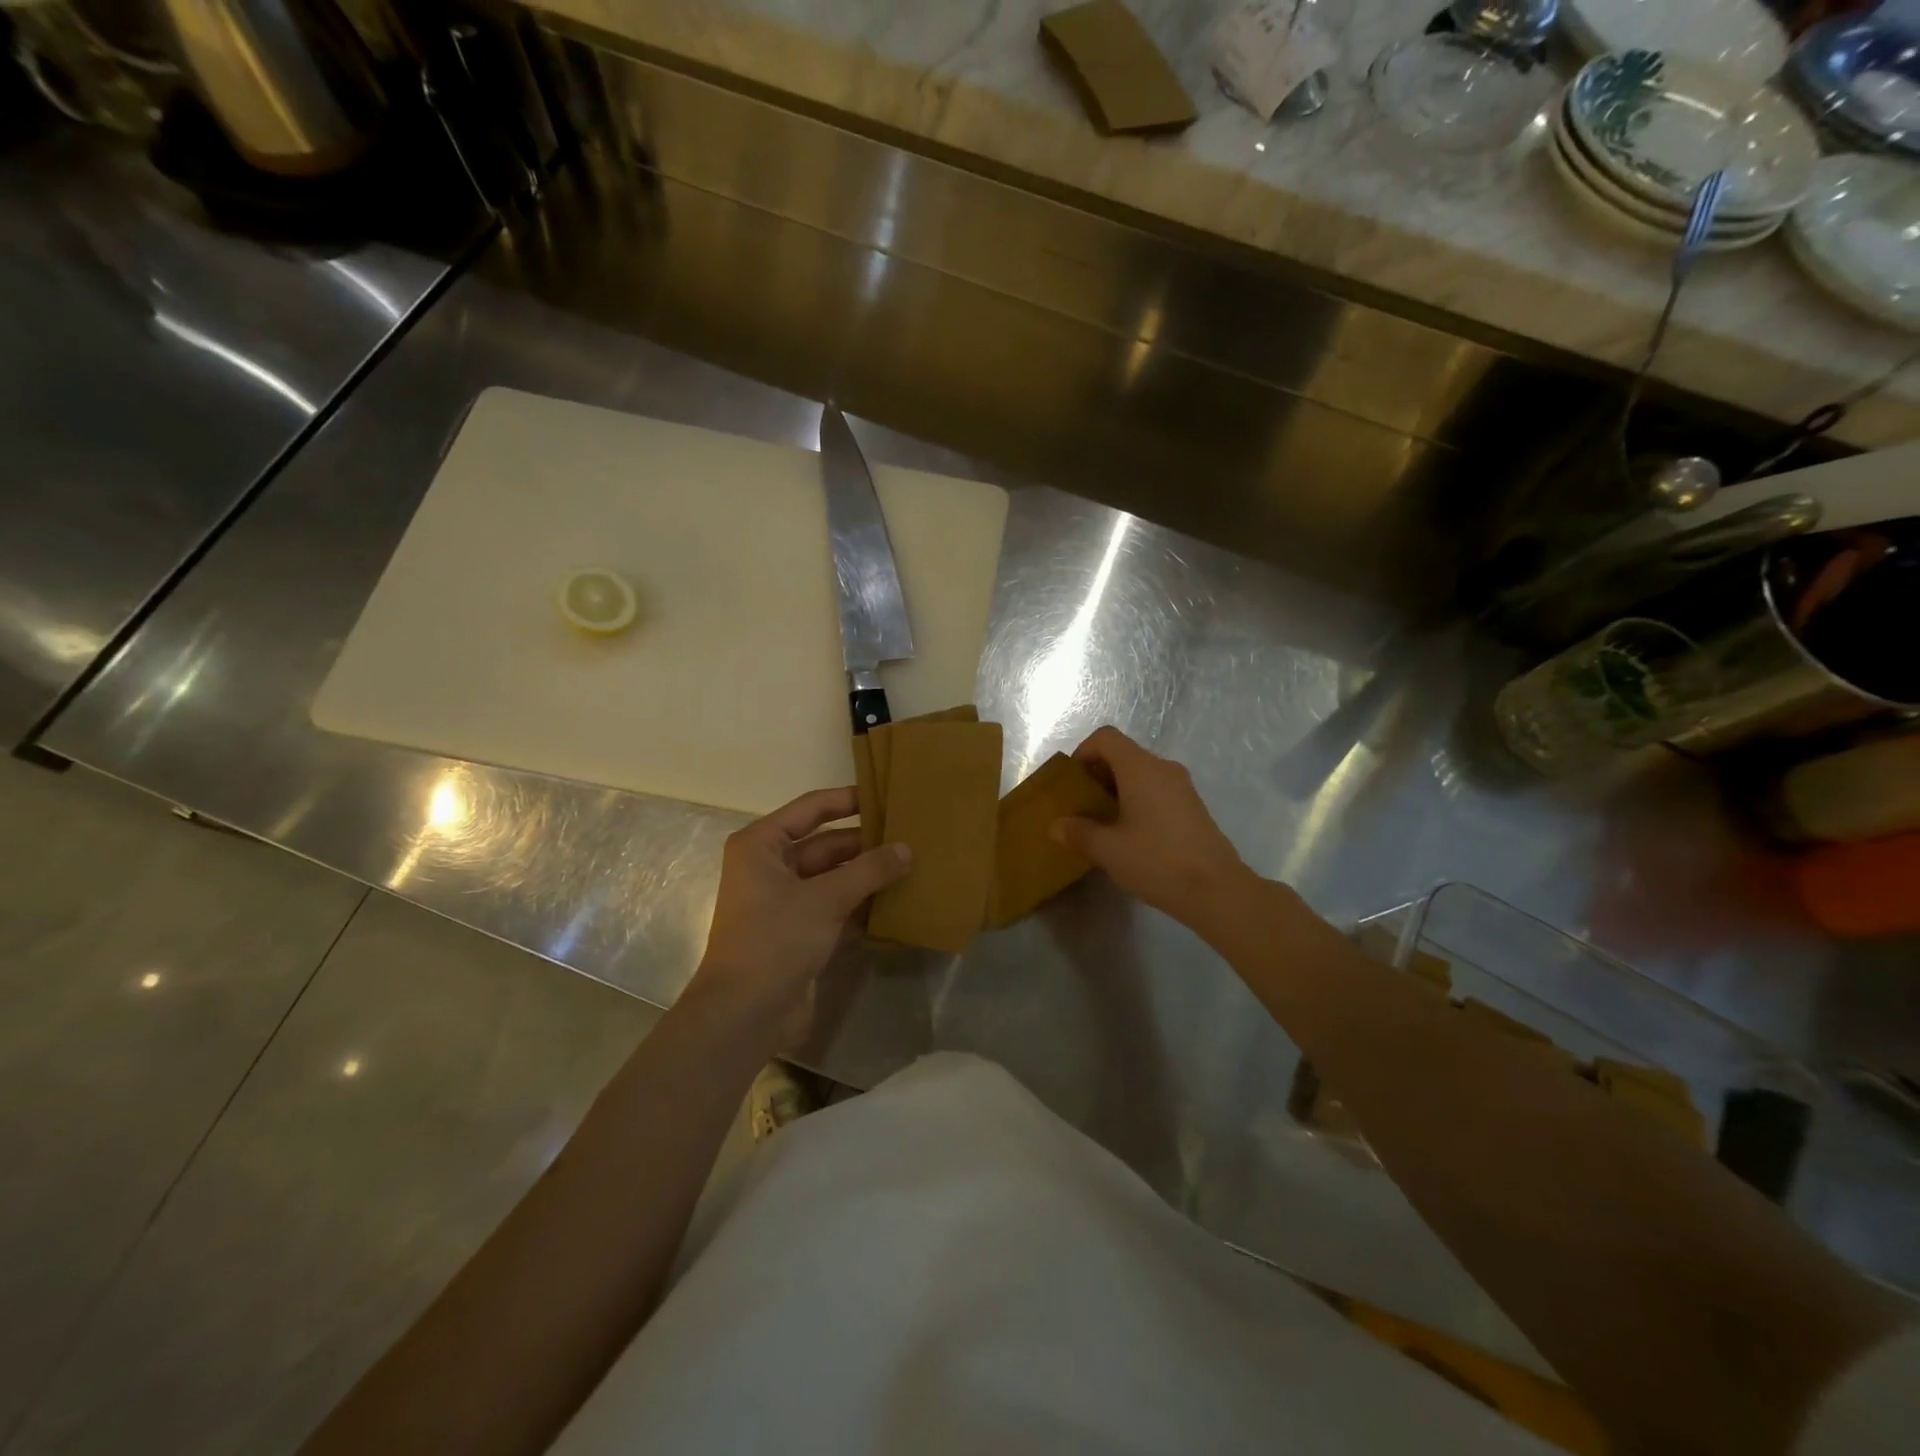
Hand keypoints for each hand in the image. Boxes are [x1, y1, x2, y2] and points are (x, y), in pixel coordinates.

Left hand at [691, 787, 910, 1044]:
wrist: (745, 1014)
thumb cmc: (776, 939)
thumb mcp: (826, 898)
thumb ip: (869, 870)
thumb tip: (907, 849)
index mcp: (762, 845)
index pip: (811, 809)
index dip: (847, 800)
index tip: (885, 795)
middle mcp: (770, 867)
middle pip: (825, 844)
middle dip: (865, 843)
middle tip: (910, 836)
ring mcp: (784, 901)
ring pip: (833, 877)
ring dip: (867, 875)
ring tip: (911, 865)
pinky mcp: (798, 931)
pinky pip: (835, 906)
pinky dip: (861, 904)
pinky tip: (896, 902)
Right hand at [1052, 727, 1253, 926]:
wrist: (1217, 890)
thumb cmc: (1157, 861)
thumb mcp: (1108, 850)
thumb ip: (1078, 833)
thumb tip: (1056, 826)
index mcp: (1140, 768)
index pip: (1106, 738)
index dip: (1083, 752)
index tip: (1073, 783)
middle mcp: (1163, 768)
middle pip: (1123, 754)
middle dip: (1097, 775)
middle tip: (1082, 807)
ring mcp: (1182, 787)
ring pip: (1141, 774)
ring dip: (1117, 790)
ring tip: (1103, 823)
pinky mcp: (1193, 807)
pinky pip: (1157, 791)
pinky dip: (1137, 801)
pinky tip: (1131, 835)